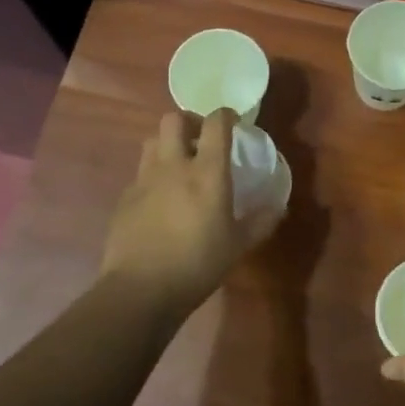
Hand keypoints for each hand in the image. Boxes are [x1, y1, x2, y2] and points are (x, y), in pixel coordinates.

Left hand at [100, 110, 280, 315]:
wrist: (140, 290)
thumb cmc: (197, 264)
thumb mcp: (238, 246)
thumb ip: (261, 222)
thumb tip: (279, 208)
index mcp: (207, 172)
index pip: (215, 123)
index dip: (226, 115)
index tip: (235, 122)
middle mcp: (173, 166)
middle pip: (174, 119)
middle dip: (189, 121)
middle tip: (202, 140)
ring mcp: (144, 180)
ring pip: (152, 141)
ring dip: (167, 144)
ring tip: (180, 165)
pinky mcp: (125, 198)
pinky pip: (140, 173)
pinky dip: (153, 176)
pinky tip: (160, 200)